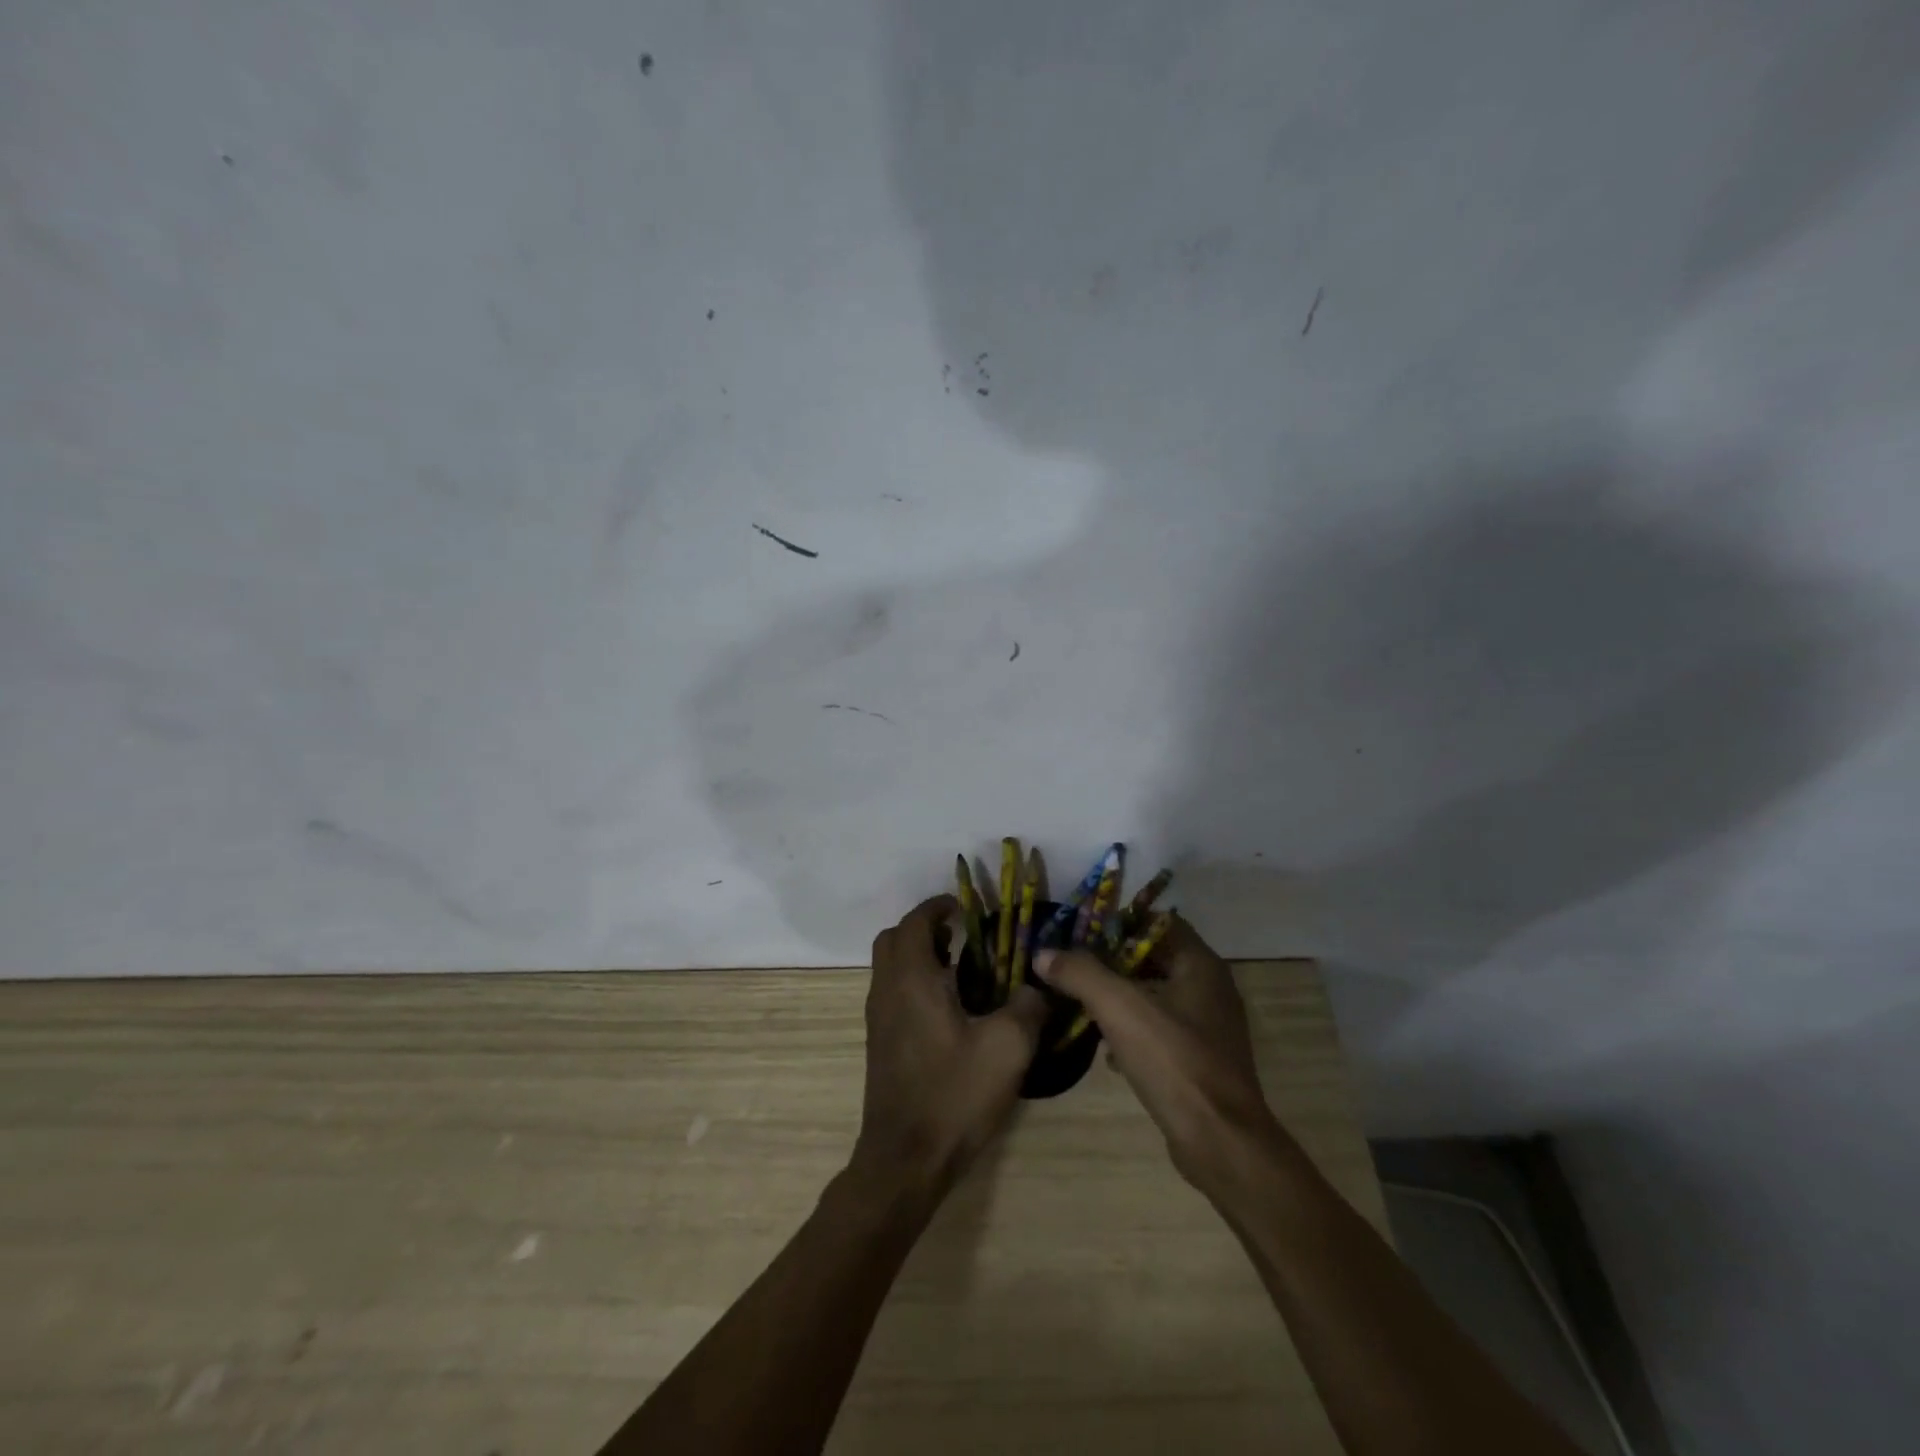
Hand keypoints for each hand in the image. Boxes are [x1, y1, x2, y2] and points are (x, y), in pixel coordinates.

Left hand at [850, 895, 1047, 1202]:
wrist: (904, 1160)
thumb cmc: (954, 1094)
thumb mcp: (1007, 1048)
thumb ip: (1027, 1007)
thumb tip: (1035, 987)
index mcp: (912, 979)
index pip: (914, 922)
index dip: (938, 907)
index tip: (965, 907)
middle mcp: (886, 990)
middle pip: (894, 939)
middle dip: (925, 928)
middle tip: (962, 936)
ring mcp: (877, 1018)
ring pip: (890, 967)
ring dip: (919, 956)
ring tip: (962, 969)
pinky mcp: (879, 1043)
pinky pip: (892, 993)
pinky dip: (914, 982)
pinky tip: (950, 1010)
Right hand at [1034, 916, 1280, 1191]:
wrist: (1221, 1143)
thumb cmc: (1174, 1061)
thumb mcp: (1120, 1008)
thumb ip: (1080, 974)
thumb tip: (1043, 953)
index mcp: (1200, 965)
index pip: (1159, 922)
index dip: (1120, 921)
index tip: (1081, 929)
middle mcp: (1210, 989)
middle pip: (1153, 958)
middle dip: (1111, 961)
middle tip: (1072, 963)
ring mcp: (1208, 1028)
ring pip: (1154, 996)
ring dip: (1119, 997)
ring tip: (1080, 1001)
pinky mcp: (1199, 1061)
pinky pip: (1159, 1031)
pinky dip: (1131, 1031)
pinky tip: (1105, 1050)